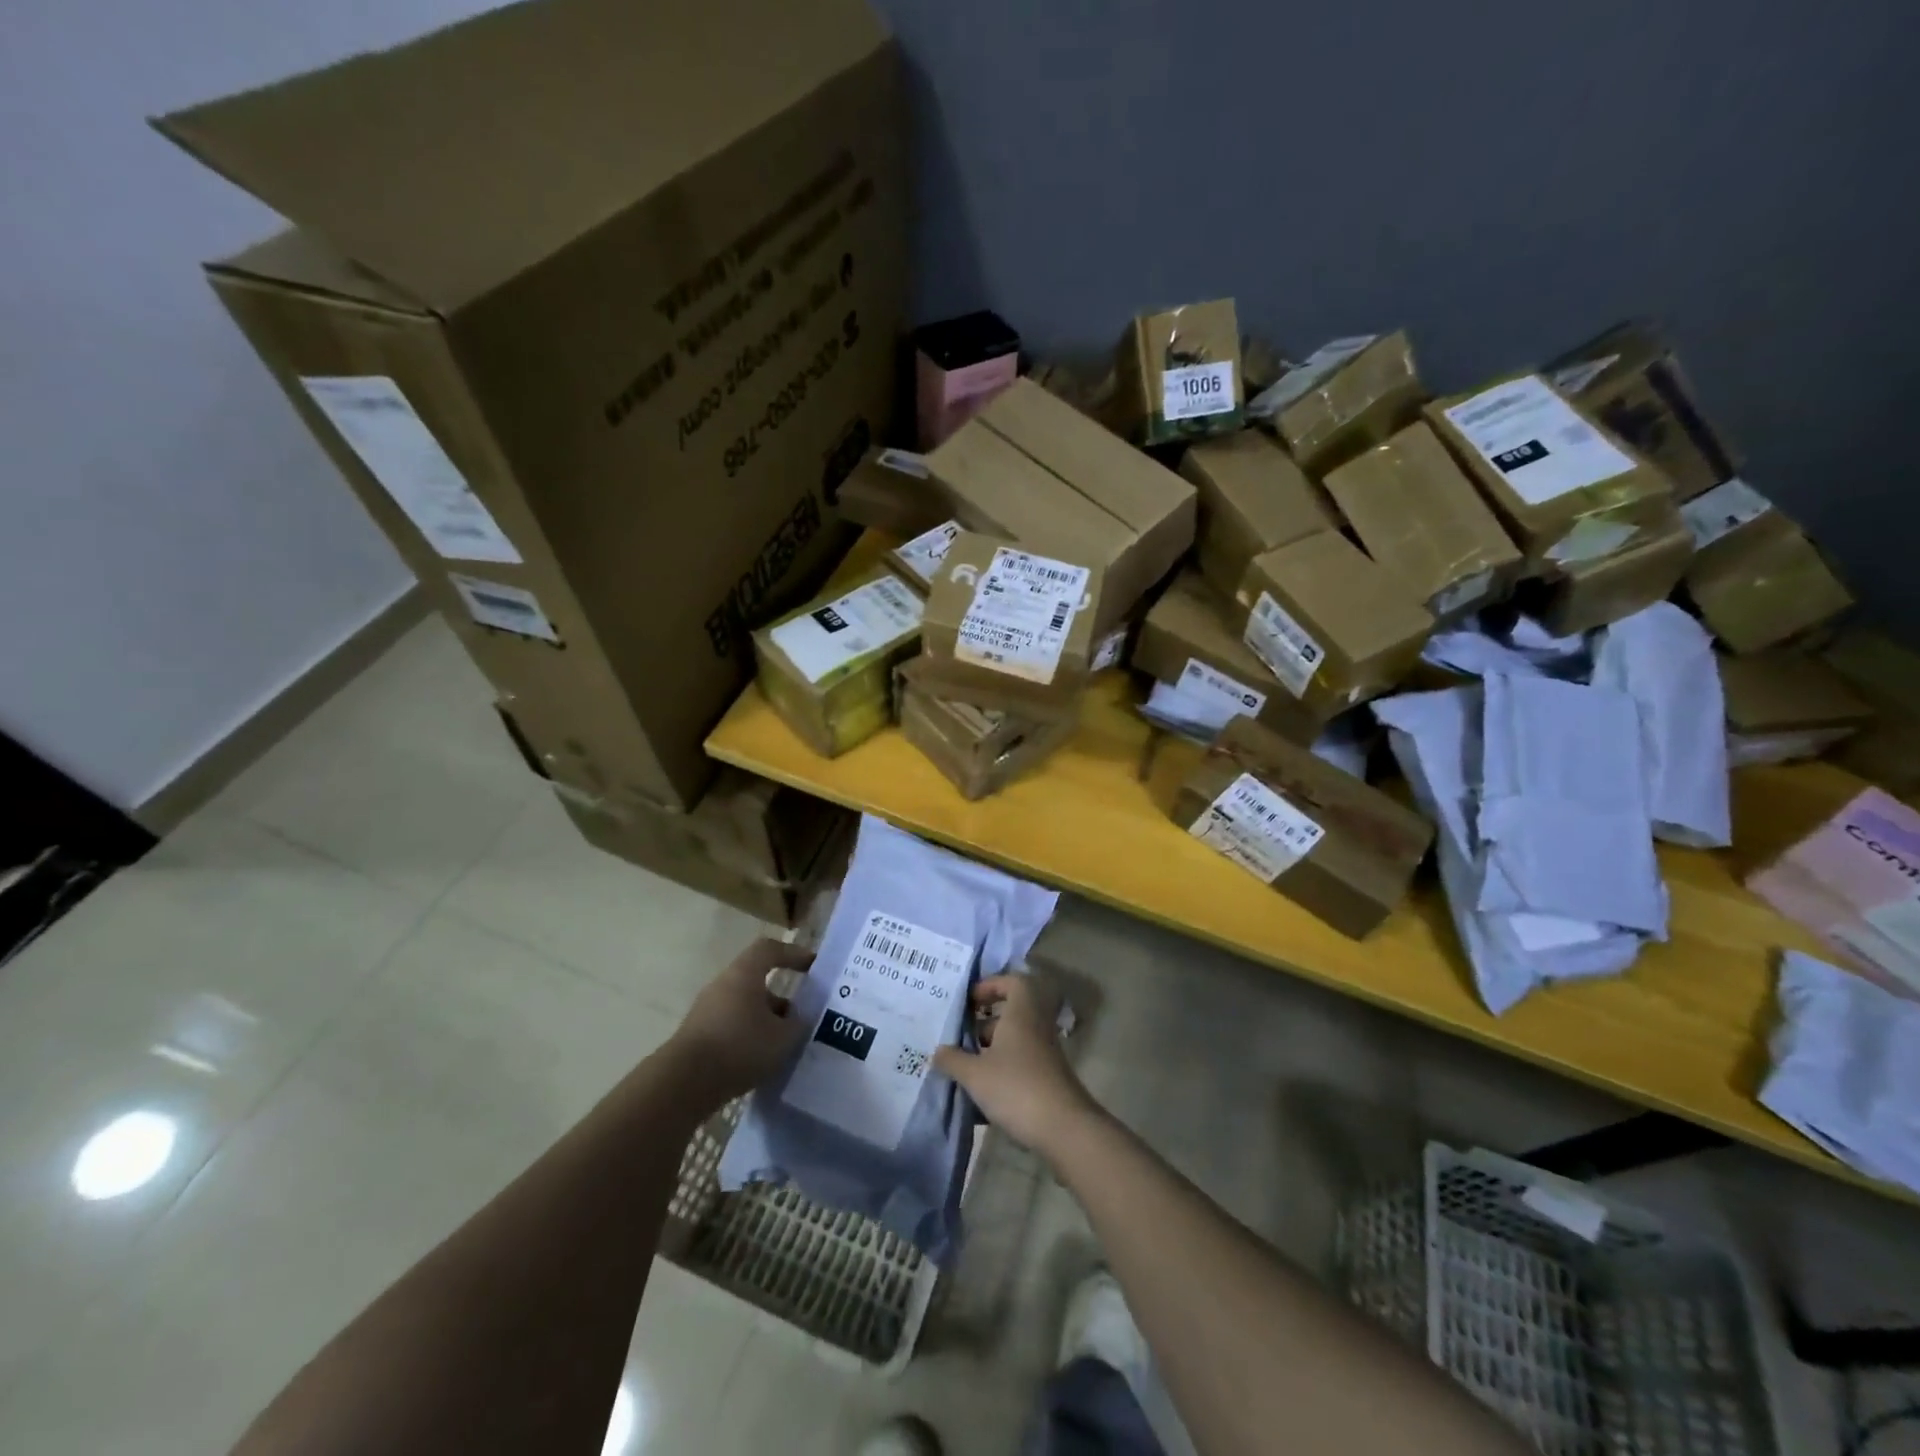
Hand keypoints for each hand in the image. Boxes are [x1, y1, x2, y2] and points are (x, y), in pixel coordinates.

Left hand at [667, 939, 813, 1101]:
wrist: (683, 1083)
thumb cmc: (740, 1047)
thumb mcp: (783, 1038)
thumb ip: (798, 1025)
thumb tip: (801, 1019)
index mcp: (744, 974)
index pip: (770, 950)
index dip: (793, 954)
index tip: (812, 967)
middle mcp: (723, 984)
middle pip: (756, 980)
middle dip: (781, 997)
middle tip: (800, 1015)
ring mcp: (706, 1010)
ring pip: (744, 1006)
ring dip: (765, 1019)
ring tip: (783, 1044)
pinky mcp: (698, 1035)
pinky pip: (731, 1026)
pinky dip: (749, 1035)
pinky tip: (760, 1059)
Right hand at [934, 975, 1097, 1155]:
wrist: (1064, 1129)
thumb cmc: (1016, 1088)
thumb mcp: (975, 1074)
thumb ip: (953, 1059)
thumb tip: (937, 1051)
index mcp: (1021, 1014)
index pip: (1013, 982)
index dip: (991, 985)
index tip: (970, 1001)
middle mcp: (1035, 1027)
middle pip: (1010, 1013)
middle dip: (984, 1023)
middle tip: (959, 1036)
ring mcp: (1043, 1054)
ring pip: (1014, 1040)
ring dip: (990, 1050)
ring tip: (963, 1067)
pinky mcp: (1046, 1078)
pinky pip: (1019, 1063)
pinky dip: (1000, 1070)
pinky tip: (980, 1094)